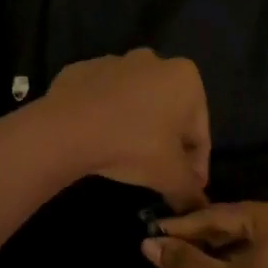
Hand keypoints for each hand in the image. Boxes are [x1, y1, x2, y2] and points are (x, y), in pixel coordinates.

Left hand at [42, 49, 210, 212]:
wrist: (68, 129)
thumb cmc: (134, 146)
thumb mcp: (170, 176)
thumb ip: (190, 191)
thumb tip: (197, 206)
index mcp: (186, 78)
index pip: (199, 132)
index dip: (196, 165)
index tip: (188, 187)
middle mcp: (154, 61)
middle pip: (169, 113)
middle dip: (167, 143)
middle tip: (159, 174)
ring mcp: (114, 61)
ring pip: (135, 103)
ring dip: (136, 127)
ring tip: (125, 158)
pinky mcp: (82, 70)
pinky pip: (102, 100)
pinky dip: (105, 117)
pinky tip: (99, 141)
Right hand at [144, 200, 267, 267]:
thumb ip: (184, 262)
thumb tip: (148, 244)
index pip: (223, 214)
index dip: (186, 226)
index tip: (155, 232)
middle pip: (248, 223)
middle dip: (210, 237)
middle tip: (173, 249)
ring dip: (234, 250)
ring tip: (200, 263)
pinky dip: (261, 260)